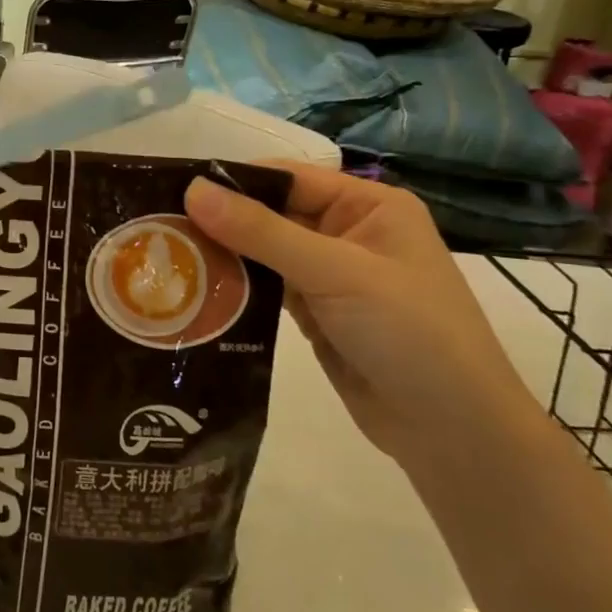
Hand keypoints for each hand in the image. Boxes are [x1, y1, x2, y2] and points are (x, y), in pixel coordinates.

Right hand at [184, 163, 542, 476]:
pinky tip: (196, 289)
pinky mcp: (315, 313)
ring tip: (165, 256)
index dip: (233, 181)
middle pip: (270, 213)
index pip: (287, 178)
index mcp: (367, 206)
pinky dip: (236, 287)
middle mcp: (347, 232)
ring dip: (224, 255)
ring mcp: (330, 275)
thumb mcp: (336, 272)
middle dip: (221, 221)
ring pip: (263, 252)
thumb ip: (262, 231)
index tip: (172, 190)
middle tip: (157, 227)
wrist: (454, 433)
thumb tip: (193, 189)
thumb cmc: (410, 333)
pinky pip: (266, 287)